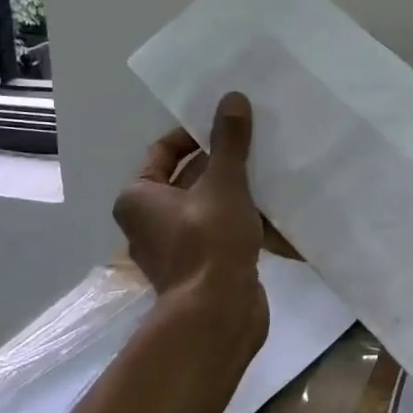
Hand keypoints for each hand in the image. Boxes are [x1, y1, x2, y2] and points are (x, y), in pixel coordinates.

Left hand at [112, 92, 271, 340]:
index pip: (164, 150)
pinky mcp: (201, 266)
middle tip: (254, 140)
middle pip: (188, 176)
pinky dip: (242, 217)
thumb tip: (232, 97)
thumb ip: (229, 141)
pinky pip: (220, 229)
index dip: (195, 133)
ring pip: (208, 203)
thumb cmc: (208, 241)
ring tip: (269, 167)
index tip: (228, 124)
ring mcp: (175, 246)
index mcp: (138, 197)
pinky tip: (274, 206)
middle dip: (222, 160)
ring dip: (235, 188)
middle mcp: (149, 220)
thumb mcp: (223, 182)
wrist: (217, 315)